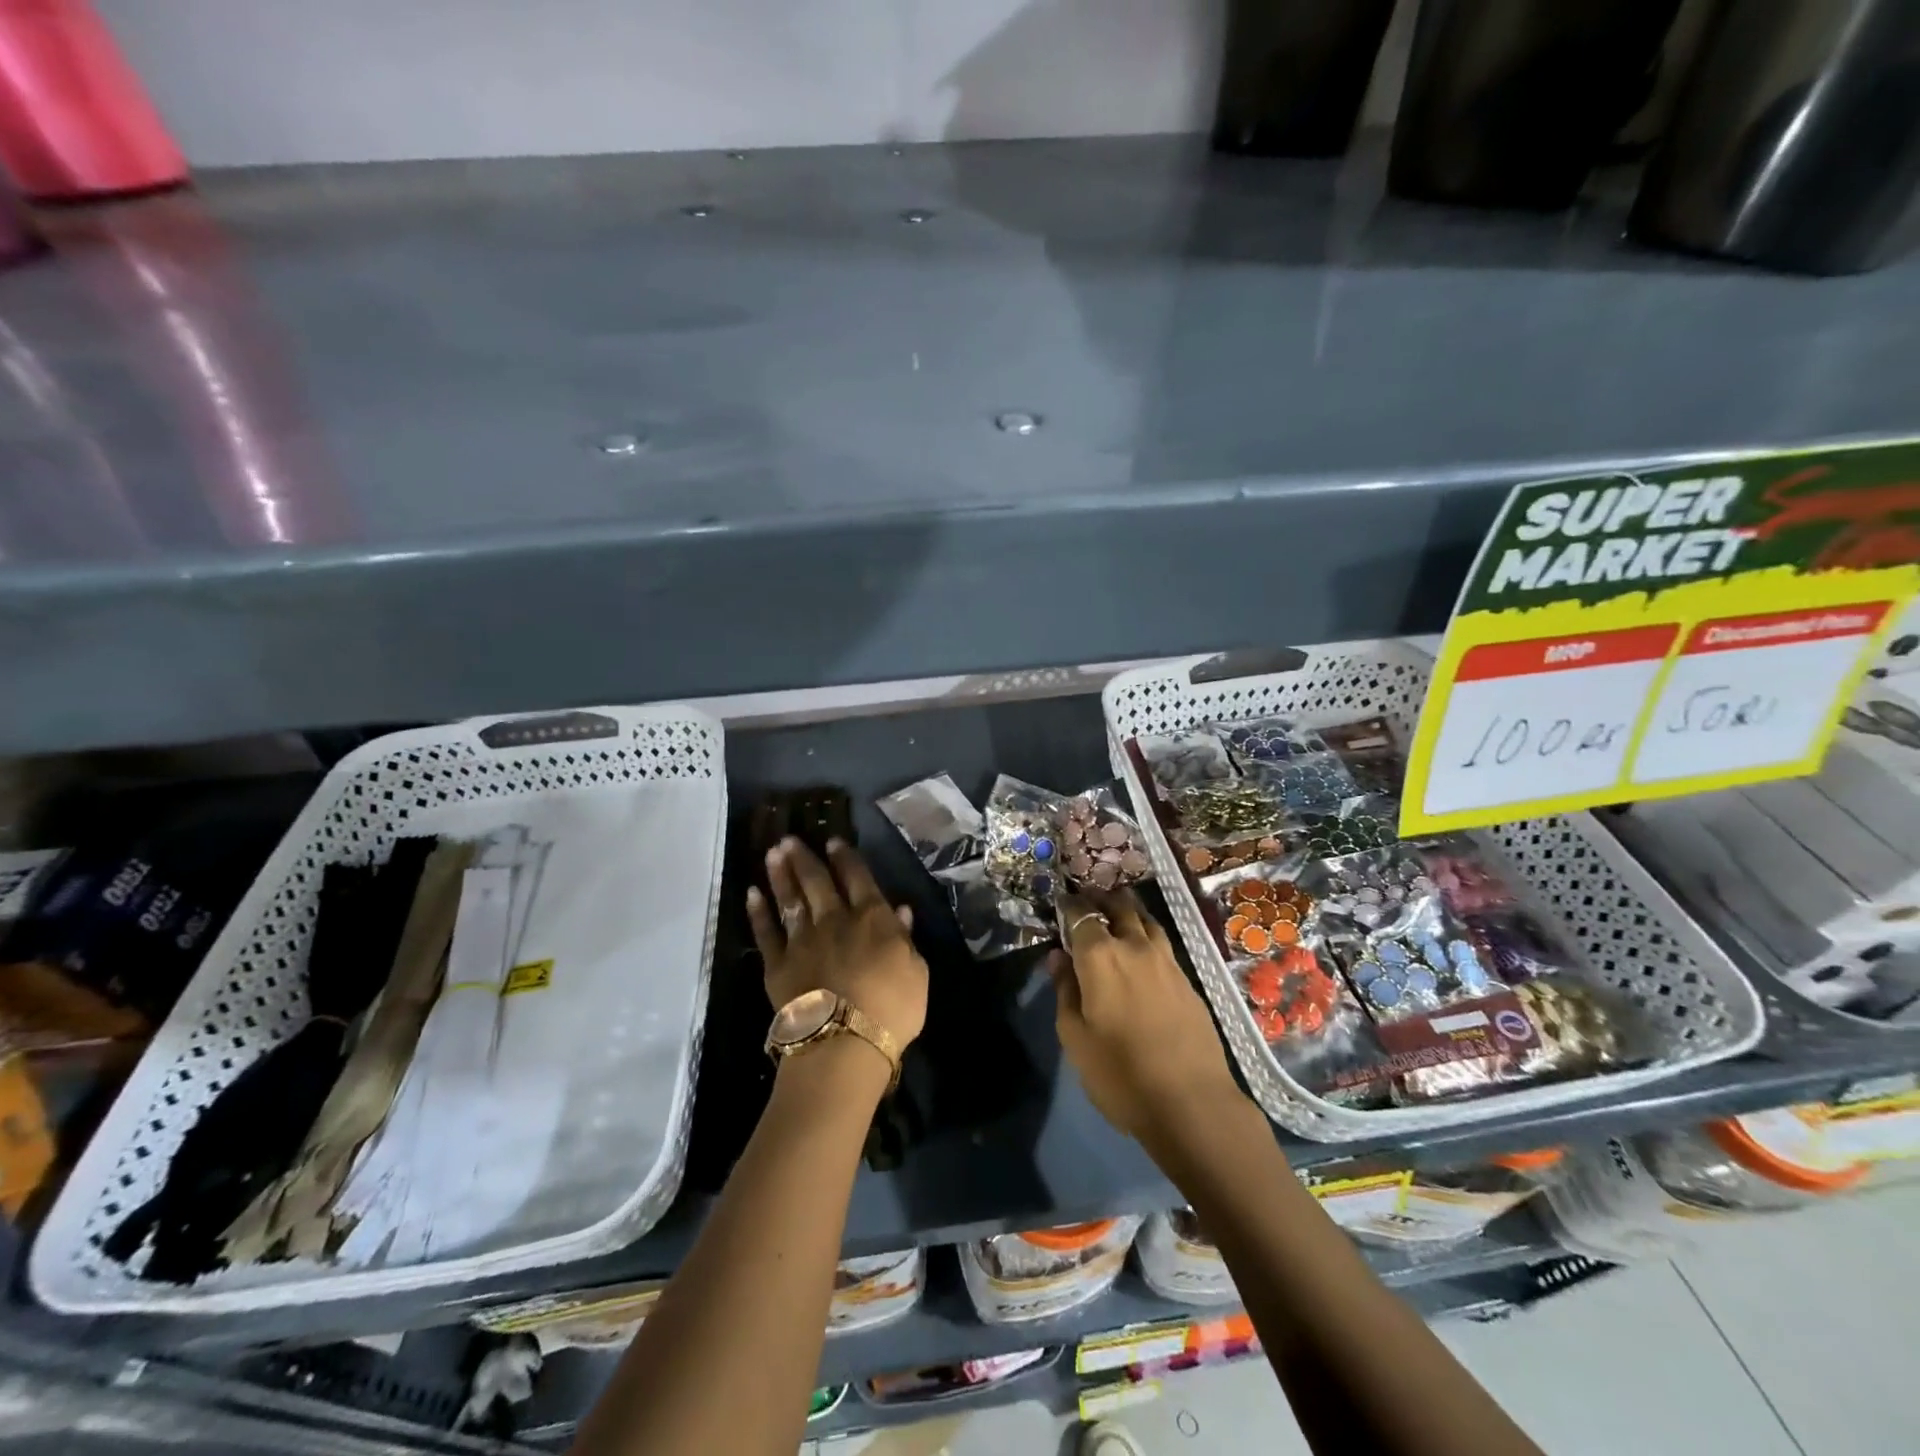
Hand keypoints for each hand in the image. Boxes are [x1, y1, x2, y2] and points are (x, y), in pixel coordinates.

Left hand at [747, 838, 927, 1052]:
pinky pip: (765, 933)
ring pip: (790, 899)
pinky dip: (758, 913)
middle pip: (817, 881)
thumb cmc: (892, 1009)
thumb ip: (905, 938)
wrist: (844, 1042)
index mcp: (872, 919)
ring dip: (780, 875)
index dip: (845, 858)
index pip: (857, 878)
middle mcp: (834, 920)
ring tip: (771, 853)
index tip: (833, 841)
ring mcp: (802, 941)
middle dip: (804, 858)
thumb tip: (900, 910)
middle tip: (789, 839)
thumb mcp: (917, 972)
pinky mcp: (777, 965)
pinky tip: (752, 895)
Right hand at [1050, 888, 1245, 1152]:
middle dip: (1100, 899)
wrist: (1192, 1103)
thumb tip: (1058, 957)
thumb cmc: (1120, 1074)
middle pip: (1118, 906)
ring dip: (1128, 911)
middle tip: (1088, 901)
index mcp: (1100, 956)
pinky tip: (1142, 950)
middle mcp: (1135, 946)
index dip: (1069, 906)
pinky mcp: (1188, 979)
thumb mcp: (1075, 1037)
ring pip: (1146, 920)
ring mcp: (1166, 960)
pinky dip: (1147, 935)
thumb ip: (1065, 990)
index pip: (1081, 915)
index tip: (1061, 905)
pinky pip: (1162, 943)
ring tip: (1116, 916)